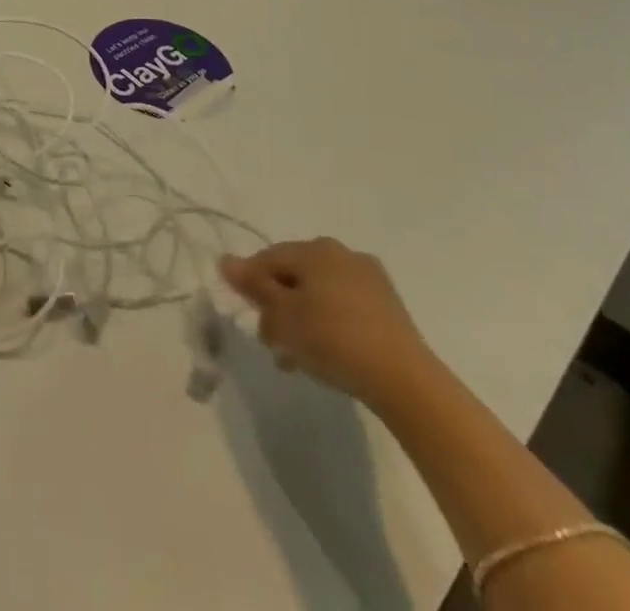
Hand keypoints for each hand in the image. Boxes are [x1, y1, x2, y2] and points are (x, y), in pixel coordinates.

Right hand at [219, 238, 433, 410]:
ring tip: (296, 357)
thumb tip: (225, 260)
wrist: (404, 380)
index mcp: (314, 248)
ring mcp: (369, 279)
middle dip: (279, 306)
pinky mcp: (389, 306)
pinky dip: (330, 324)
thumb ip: (254, 286)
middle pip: (295, 275)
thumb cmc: (333, 339)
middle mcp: (341, 253)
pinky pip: (345, 307)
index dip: (250, 283)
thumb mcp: (283, 315)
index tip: (245, 313)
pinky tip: (327, 353)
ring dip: (303, 319)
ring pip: (320, 293)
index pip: (268, 258)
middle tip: (272, 341)